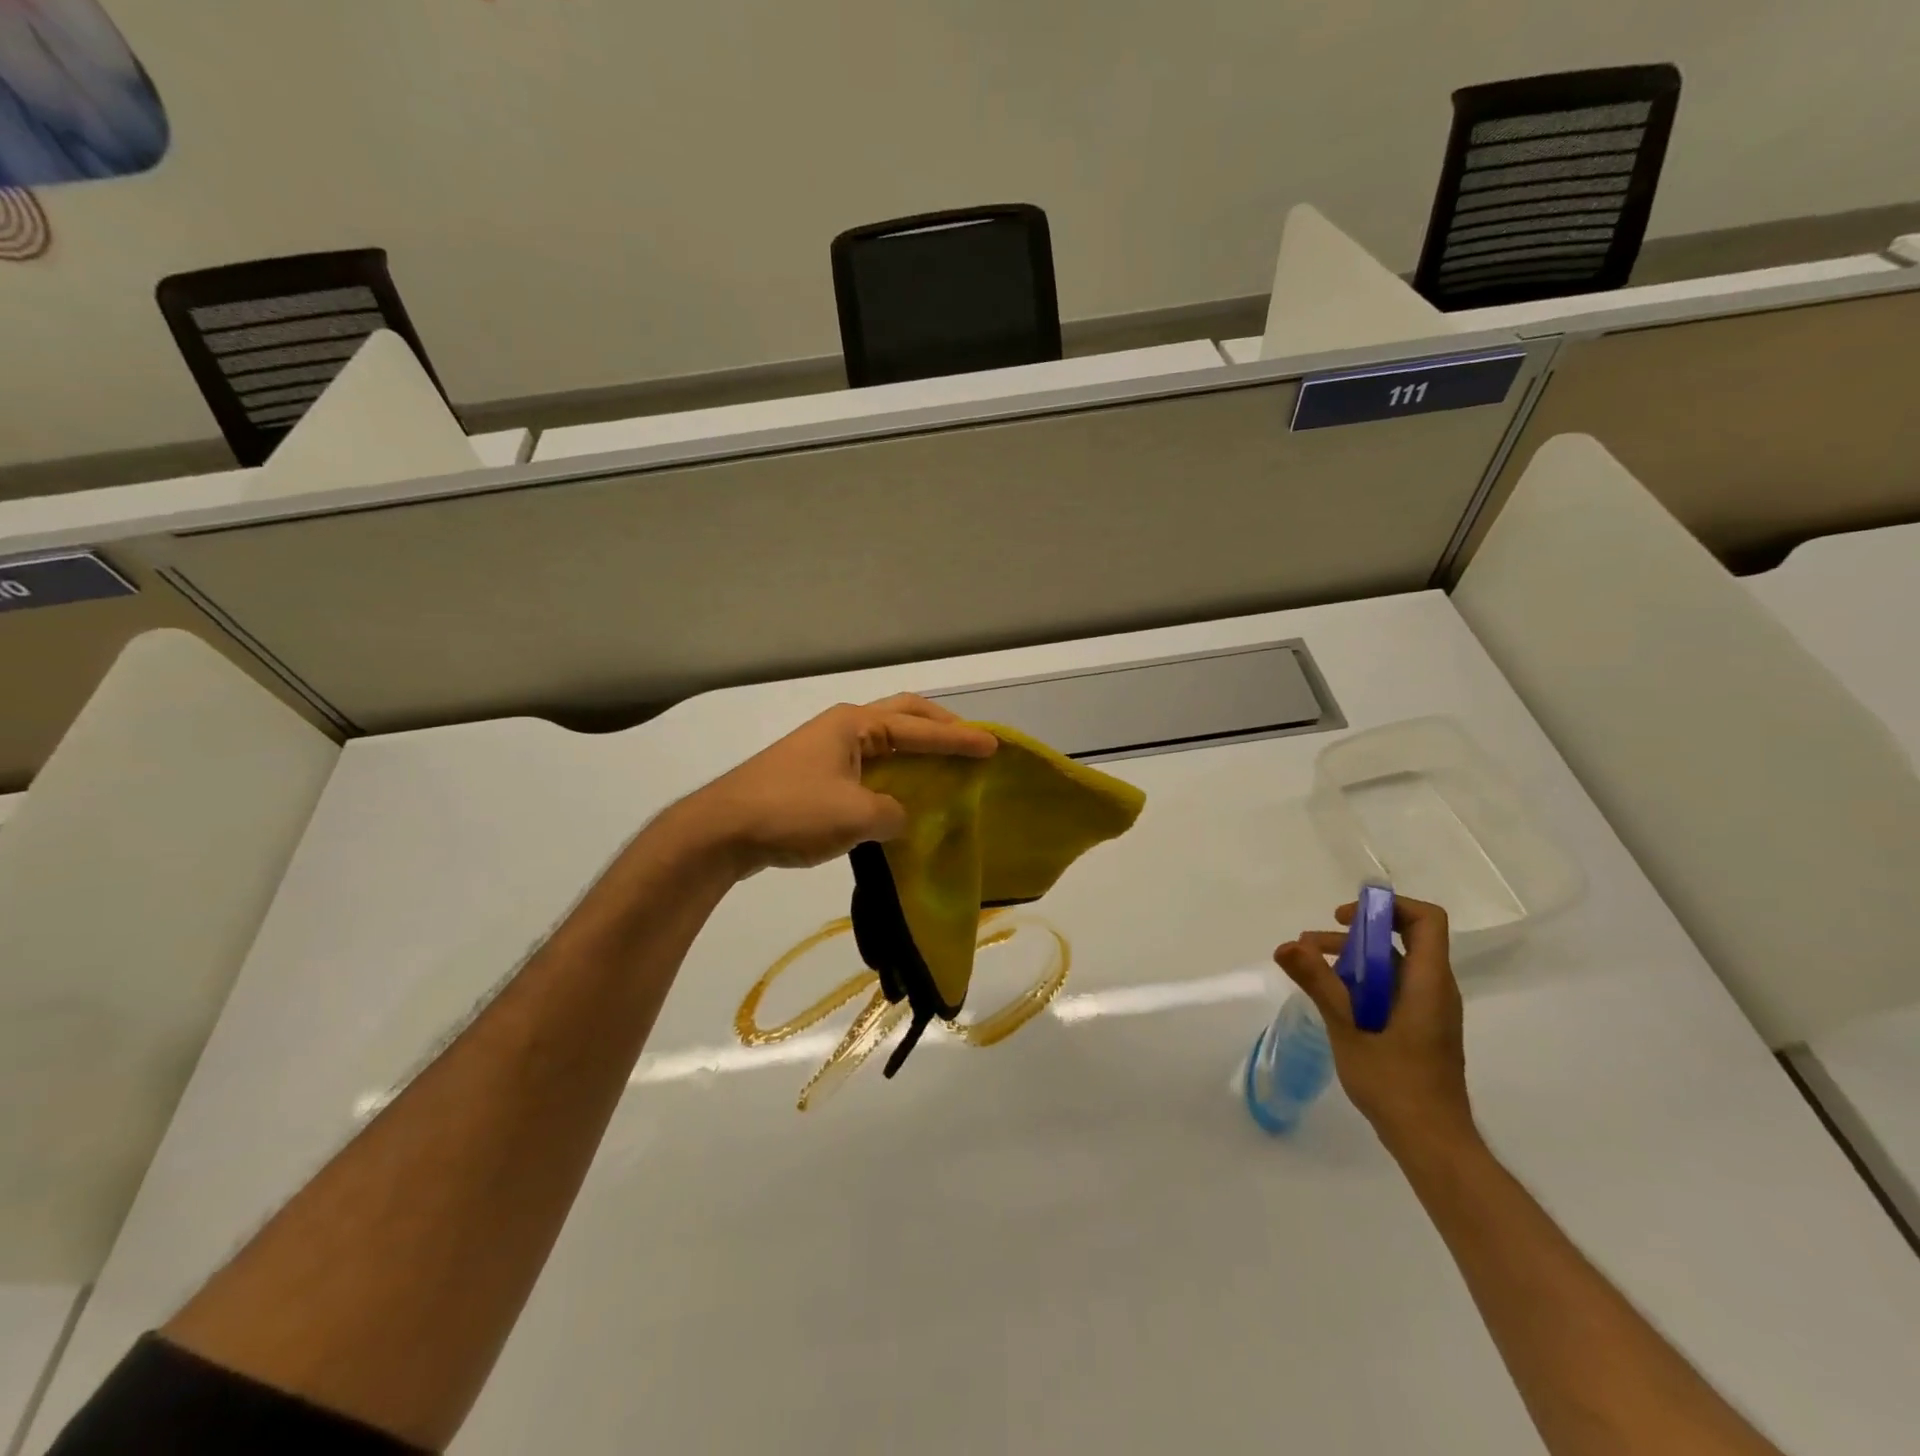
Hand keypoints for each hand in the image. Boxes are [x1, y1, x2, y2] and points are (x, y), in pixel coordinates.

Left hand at [677, 694, 997, 875]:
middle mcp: (842, 728)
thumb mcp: (856, 815)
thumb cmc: (792, 811)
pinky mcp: (813, 777)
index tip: (993, 747)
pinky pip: (867, 768)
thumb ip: (894, 815)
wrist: (722, 830)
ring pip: (884, 744)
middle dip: (938, 728)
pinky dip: (893, 777)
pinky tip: (903, 799)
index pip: (919, 726)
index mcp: (855, 725)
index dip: (959, 737)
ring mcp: (825, 751)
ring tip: (945, 770)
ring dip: (915, 752)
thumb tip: (899, 819)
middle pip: (902, 717)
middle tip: (970, 743)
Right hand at [1275, 896, 1475, 1156]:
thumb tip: (1285, 945)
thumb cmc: (1396, 1084)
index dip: (1387, 907)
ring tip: (1309, 968)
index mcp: (1429, 983)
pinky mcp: (1420, 1028)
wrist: (1432, 1143)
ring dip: (1352, 958)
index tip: (1346, 918)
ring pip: (1394, 965)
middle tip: (1312, 943)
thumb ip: (1319, 983)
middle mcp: (1435, 989)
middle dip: (1356, 933)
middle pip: (1404, 938)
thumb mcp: (1348, 1029)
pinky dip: (1362, 982)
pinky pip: (1393, 988)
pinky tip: (1332, 1000)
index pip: (1425, 920)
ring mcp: (1430, 1010)